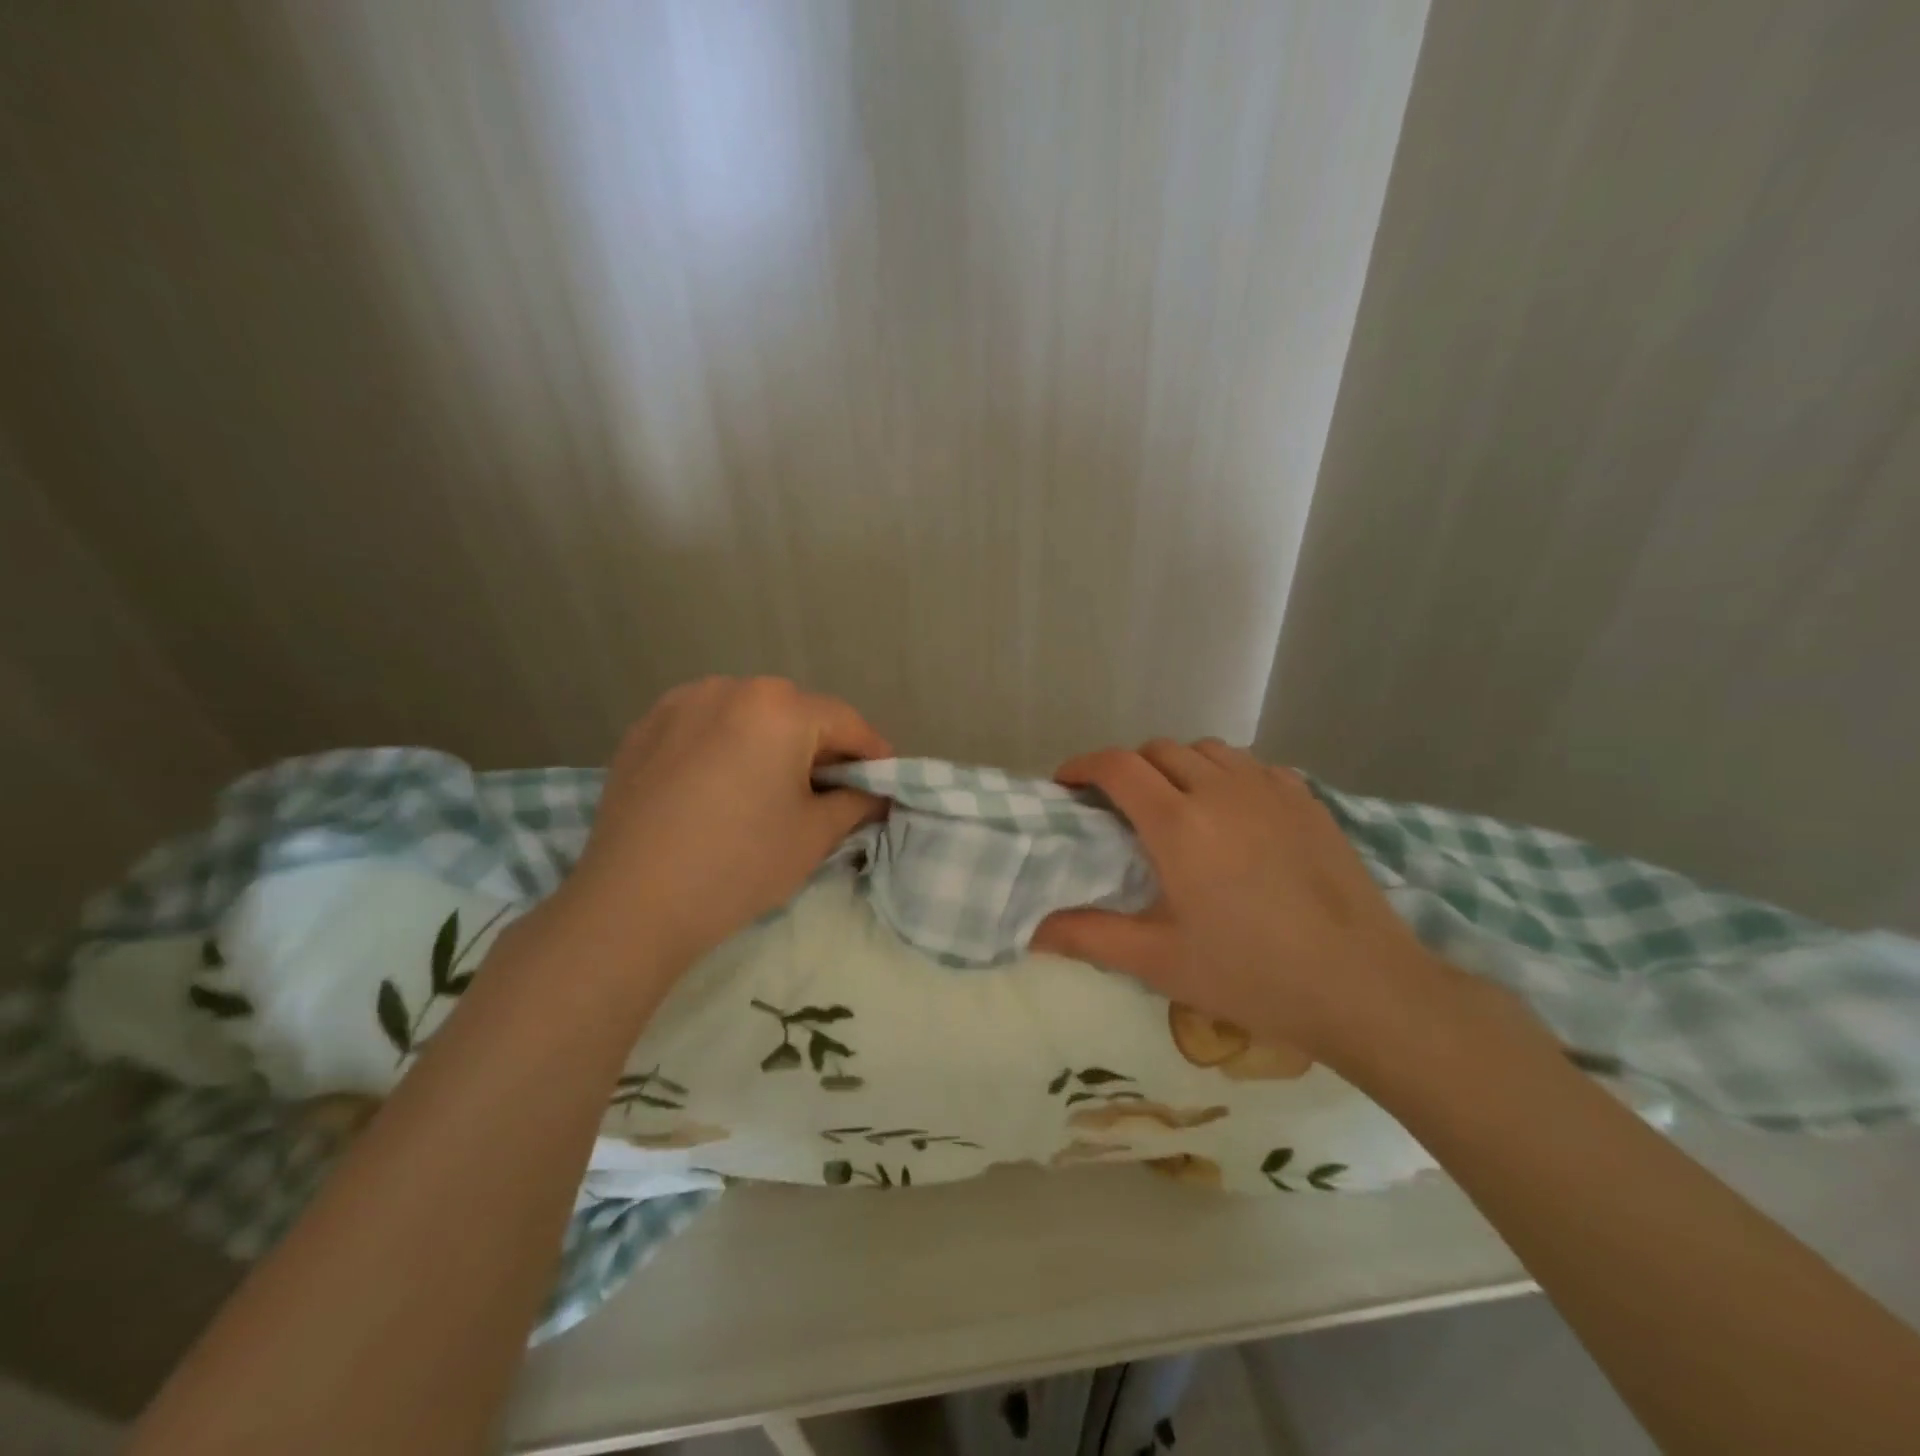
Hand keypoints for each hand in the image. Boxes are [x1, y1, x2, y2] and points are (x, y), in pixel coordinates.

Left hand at [552, 677, 889, 972]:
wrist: (631, 904)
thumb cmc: (738, 864)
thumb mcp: (814, 835)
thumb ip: (857, 803)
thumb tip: (876, 794)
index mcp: (779, 708)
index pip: (846, 722)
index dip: (872, 754)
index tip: (884, 782)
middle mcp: (730, 688)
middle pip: (796, 713)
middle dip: (820, 748)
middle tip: (829, 790)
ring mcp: (680, 703)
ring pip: (747, 716)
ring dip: (771, 744)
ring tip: (771, 789)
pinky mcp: (644, 729)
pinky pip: (704, 727)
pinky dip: (725, 747)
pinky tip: (721, 788)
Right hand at [1029, 739, 1454, 1072]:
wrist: (1363, 986)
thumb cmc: (1252, 974)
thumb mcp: (1159, 962)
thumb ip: (1088, 936)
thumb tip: (1032, 930)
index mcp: (1178, 823)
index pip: (1117, 766)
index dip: (1083, 766)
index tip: (1067, 785)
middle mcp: (1220, 789)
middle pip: (1158, 749)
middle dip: (1127, 768)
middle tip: (1118, 807)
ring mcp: (1270, 789)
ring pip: (1207, 750)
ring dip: (1178, 766)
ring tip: (1175, 805)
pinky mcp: (1307, 799)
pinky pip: (1252, 765)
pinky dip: (1226, 775)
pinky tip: (1234, 813)